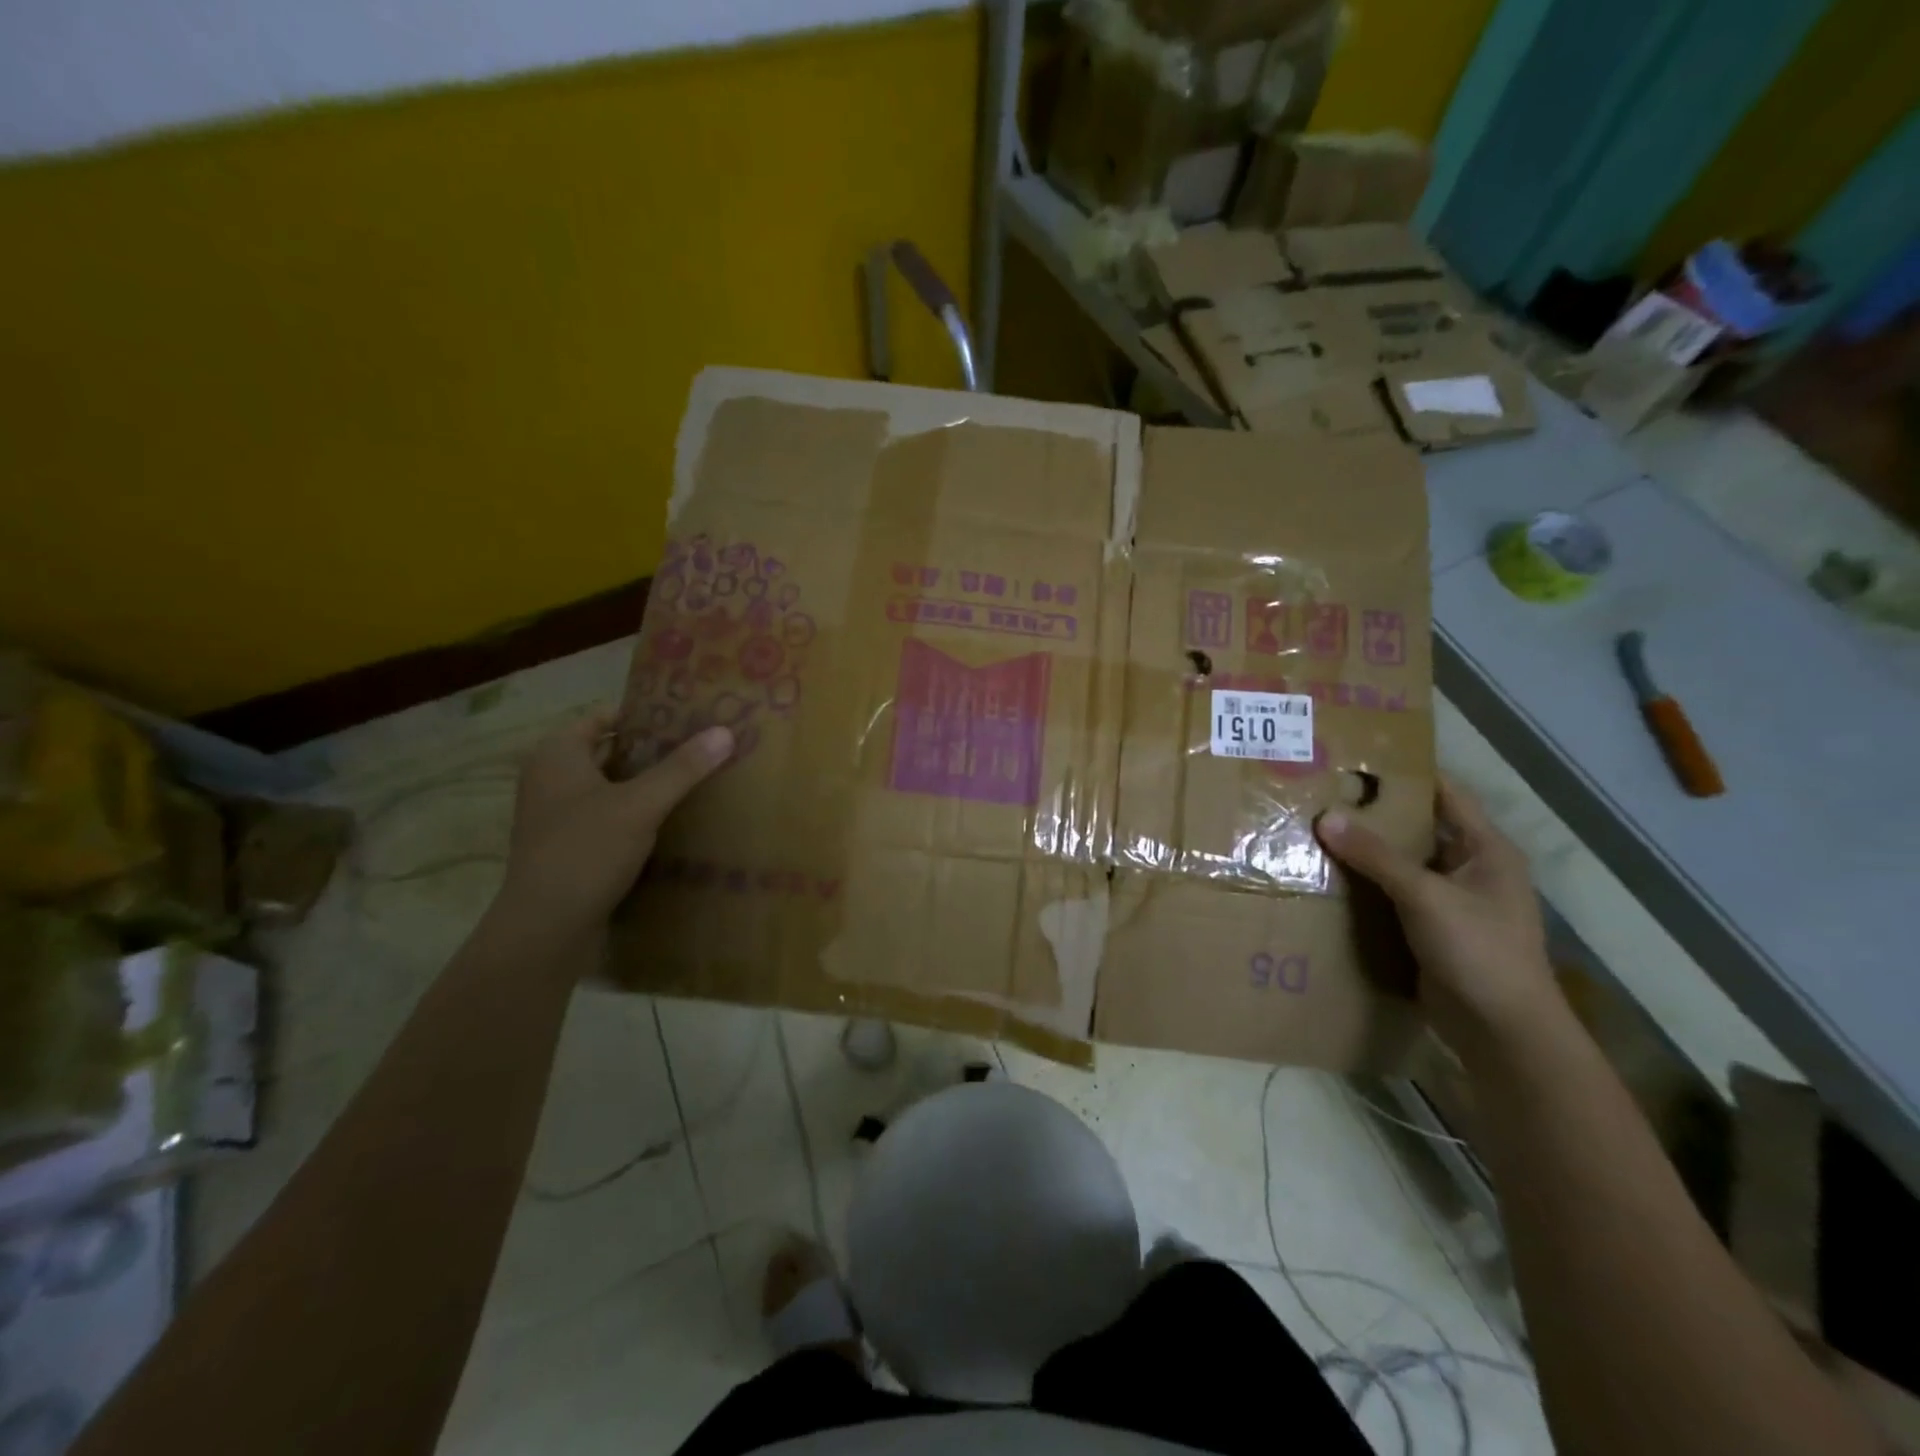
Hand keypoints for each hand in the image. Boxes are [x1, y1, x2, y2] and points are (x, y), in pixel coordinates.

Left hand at [496, 711, 731, 940]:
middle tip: (699, 746)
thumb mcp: (641, 805)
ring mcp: (555, 813)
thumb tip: (724, 732)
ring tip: (692, 779)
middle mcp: (550, 777)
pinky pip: (605, 813)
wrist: (546, 926)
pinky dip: (633, 810)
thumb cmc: (586, 851)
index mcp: (558, 754)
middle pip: (608, 749)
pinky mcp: (566, 844)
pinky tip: (669, 819)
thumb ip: (682, 768)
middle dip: (652, 749)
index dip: (645, 713)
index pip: (604, 716)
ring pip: (609, 784)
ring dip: (645, 782)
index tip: (687, 718)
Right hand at [1316, 779, 1558, 1048]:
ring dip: (1364, 850)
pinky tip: (1327, 875)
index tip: (1357, 757)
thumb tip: (1325, 817)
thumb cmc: (1479, 951)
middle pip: (1416, 827)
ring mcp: (1449, 899)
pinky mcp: (1429, 927)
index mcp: (1485, 849)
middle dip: (1373, 812)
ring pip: (1400, 862)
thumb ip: (1376, 856)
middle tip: (1321, 792)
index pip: (1444, 793)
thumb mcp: (1426, 897)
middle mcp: (1468, 867)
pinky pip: (1392, 893)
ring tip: (1314, 827)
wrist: (1501, 1031)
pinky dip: (1365, 883)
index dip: (1405, 773)